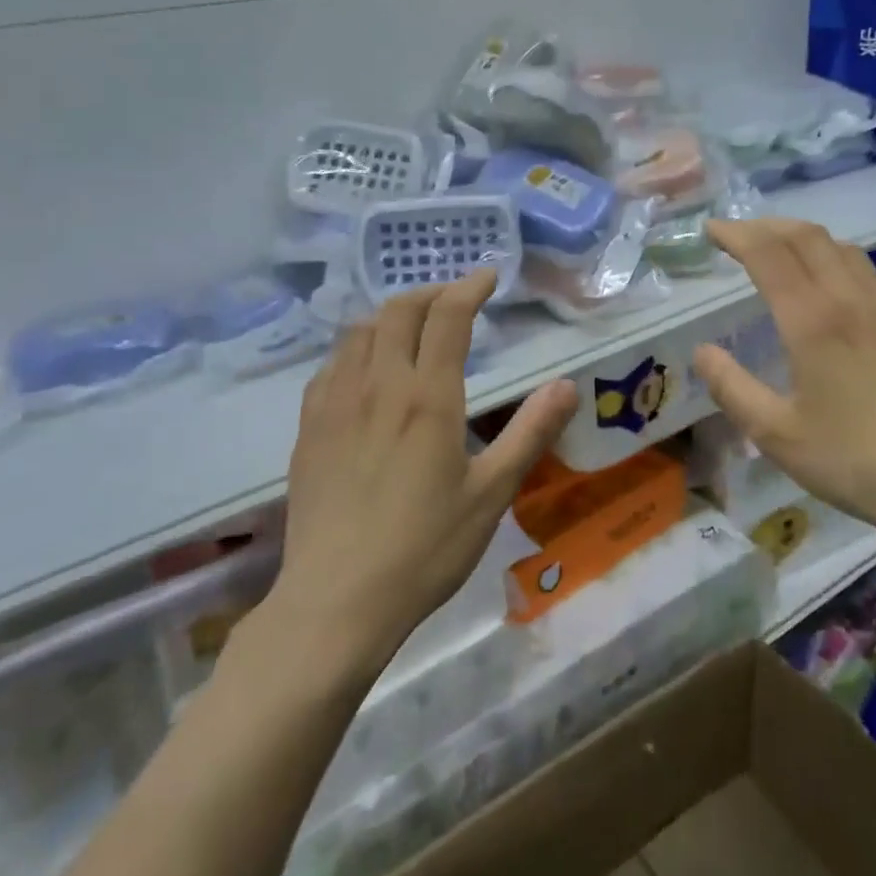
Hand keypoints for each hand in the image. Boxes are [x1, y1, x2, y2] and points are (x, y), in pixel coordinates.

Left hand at [274, 271, 576, 664]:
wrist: (337, 599)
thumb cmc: (425, 549)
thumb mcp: (492, 494)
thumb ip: (530, 433)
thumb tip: (567, 385)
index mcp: (428, 398)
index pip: (447, 318)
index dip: (469, 287)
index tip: (487, 275)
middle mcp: (378, 386)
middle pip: (398, 312)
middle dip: (429, 292)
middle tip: (454, 298)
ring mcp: (335, 404)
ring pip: (359, 332)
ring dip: (391, 315)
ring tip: (413, 326)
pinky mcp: (309, 428)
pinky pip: (330, 365)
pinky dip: (356, 347)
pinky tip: (365, 369)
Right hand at [692, 219, 875, 567]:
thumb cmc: (853, 460)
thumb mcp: (775, 433)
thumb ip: (731, 387)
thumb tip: (702, 352)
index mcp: (813, 320)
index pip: (768, 253)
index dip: (736, 234)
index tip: (711, 230)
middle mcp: (851, 300)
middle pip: (807, 237)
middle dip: (767, 226)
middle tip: (738, 235)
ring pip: (843, 249)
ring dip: (804, 239)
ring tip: (780, 252)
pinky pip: (867, 275)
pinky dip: (836, 263)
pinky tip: (831, 292)